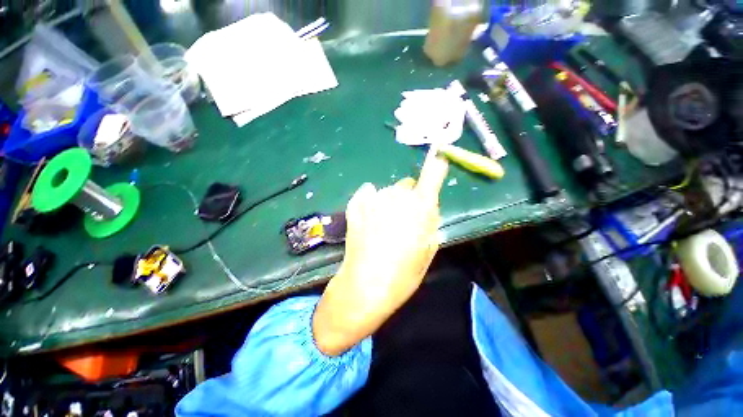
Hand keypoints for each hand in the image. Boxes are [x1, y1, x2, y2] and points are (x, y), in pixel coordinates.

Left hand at [313, 148, 448, 355]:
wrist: (365, 285)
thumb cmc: (403, 274)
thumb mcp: (428, 250)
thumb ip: (431, 222)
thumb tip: (428, 206)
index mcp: (419, 207)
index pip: (431, 176)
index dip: (436, 165)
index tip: (439, 156)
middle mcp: (397, 197)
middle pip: (407, 186)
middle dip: (409, 198)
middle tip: (404, 221)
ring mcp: (373, 200)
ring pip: (388, 192)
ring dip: (390, 202)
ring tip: (383, 227)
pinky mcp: (356, 206)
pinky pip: (367, 193)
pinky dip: (370, 200)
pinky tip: (369, 216)